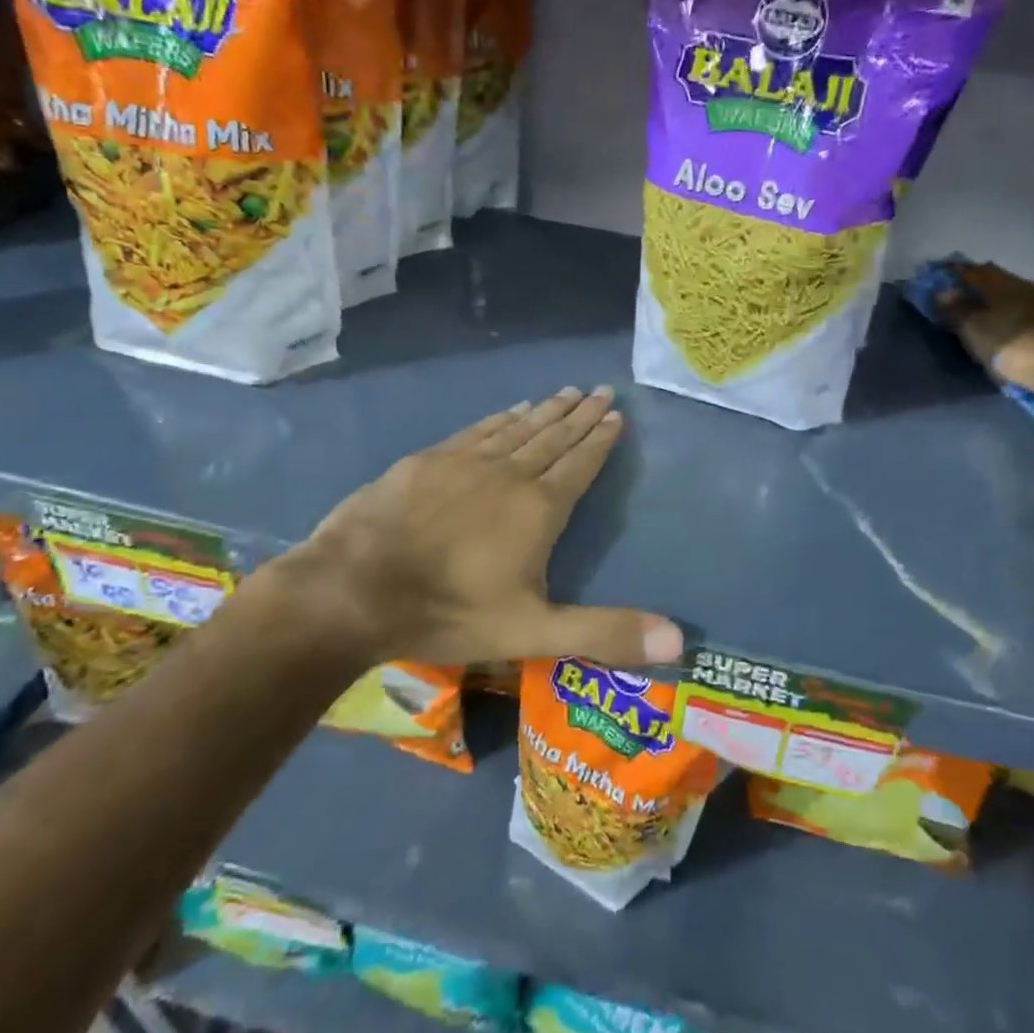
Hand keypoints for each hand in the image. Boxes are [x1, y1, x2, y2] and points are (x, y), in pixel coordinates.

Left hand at [263, 386, 681, 670]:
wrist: (354, 590)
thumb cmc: (449, 611)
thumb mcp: (534, 633)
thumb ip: (605, 632)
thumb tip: (679, 641)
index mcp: (539, 508)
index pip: (580, 464)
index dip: (600, 440)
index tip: (617, 414)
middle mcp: (509, 474)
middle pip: (553, 437)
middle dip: (580, 415)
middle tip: (601, 390)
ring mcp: (466, 462)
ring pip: (518, 428)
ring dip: (546, 410)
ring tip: (568, 391)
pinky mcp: (429, 461)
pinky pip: (479, 430)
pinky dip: (501, 418)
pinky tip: (511, 409)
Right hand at [940, 262, 1033, 397]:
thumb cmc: (1016, 346)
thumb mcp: (977, 331)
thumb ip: (959, 310)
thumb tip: (943, 292)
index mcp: (1002, 283)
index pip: (973, 270)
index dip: (955, 273)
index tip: (939, 279)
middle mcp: (1026, 286)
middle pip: (997, 282)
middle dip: (978, 288)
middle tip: (960, 299)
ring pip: (1016, 297)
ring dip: (1000, 304)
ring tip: (986, 318)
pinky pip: (1031, 314)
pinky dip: (1017, 319)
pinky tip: (1014, 330)